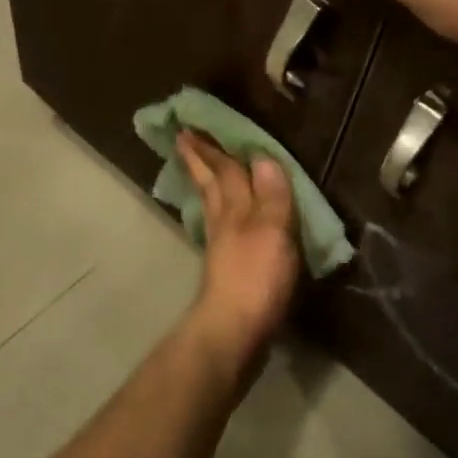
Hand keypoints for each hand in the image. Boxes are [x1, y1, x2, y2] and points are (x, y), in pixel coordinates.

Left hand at [176, 132, 300, 376]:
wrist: (233, 331)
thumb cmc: (257, 279)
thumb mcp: (273, 232)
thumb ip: (271, 195)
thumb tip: (263, 155)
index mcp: (237, 209)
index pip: (226, 170)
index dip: (213, 148)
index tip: (192, 126)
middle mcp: (224, 222)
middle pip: (212, 184)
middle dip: (200, 161)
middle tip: (183, 139)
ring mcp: (222, 247)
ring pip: (212, 205)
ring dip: (206, 183)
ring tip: (199, 170)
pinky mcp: (225, 270)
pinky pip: (219, 228)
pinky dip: (218, 213)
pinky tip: (220, 219)